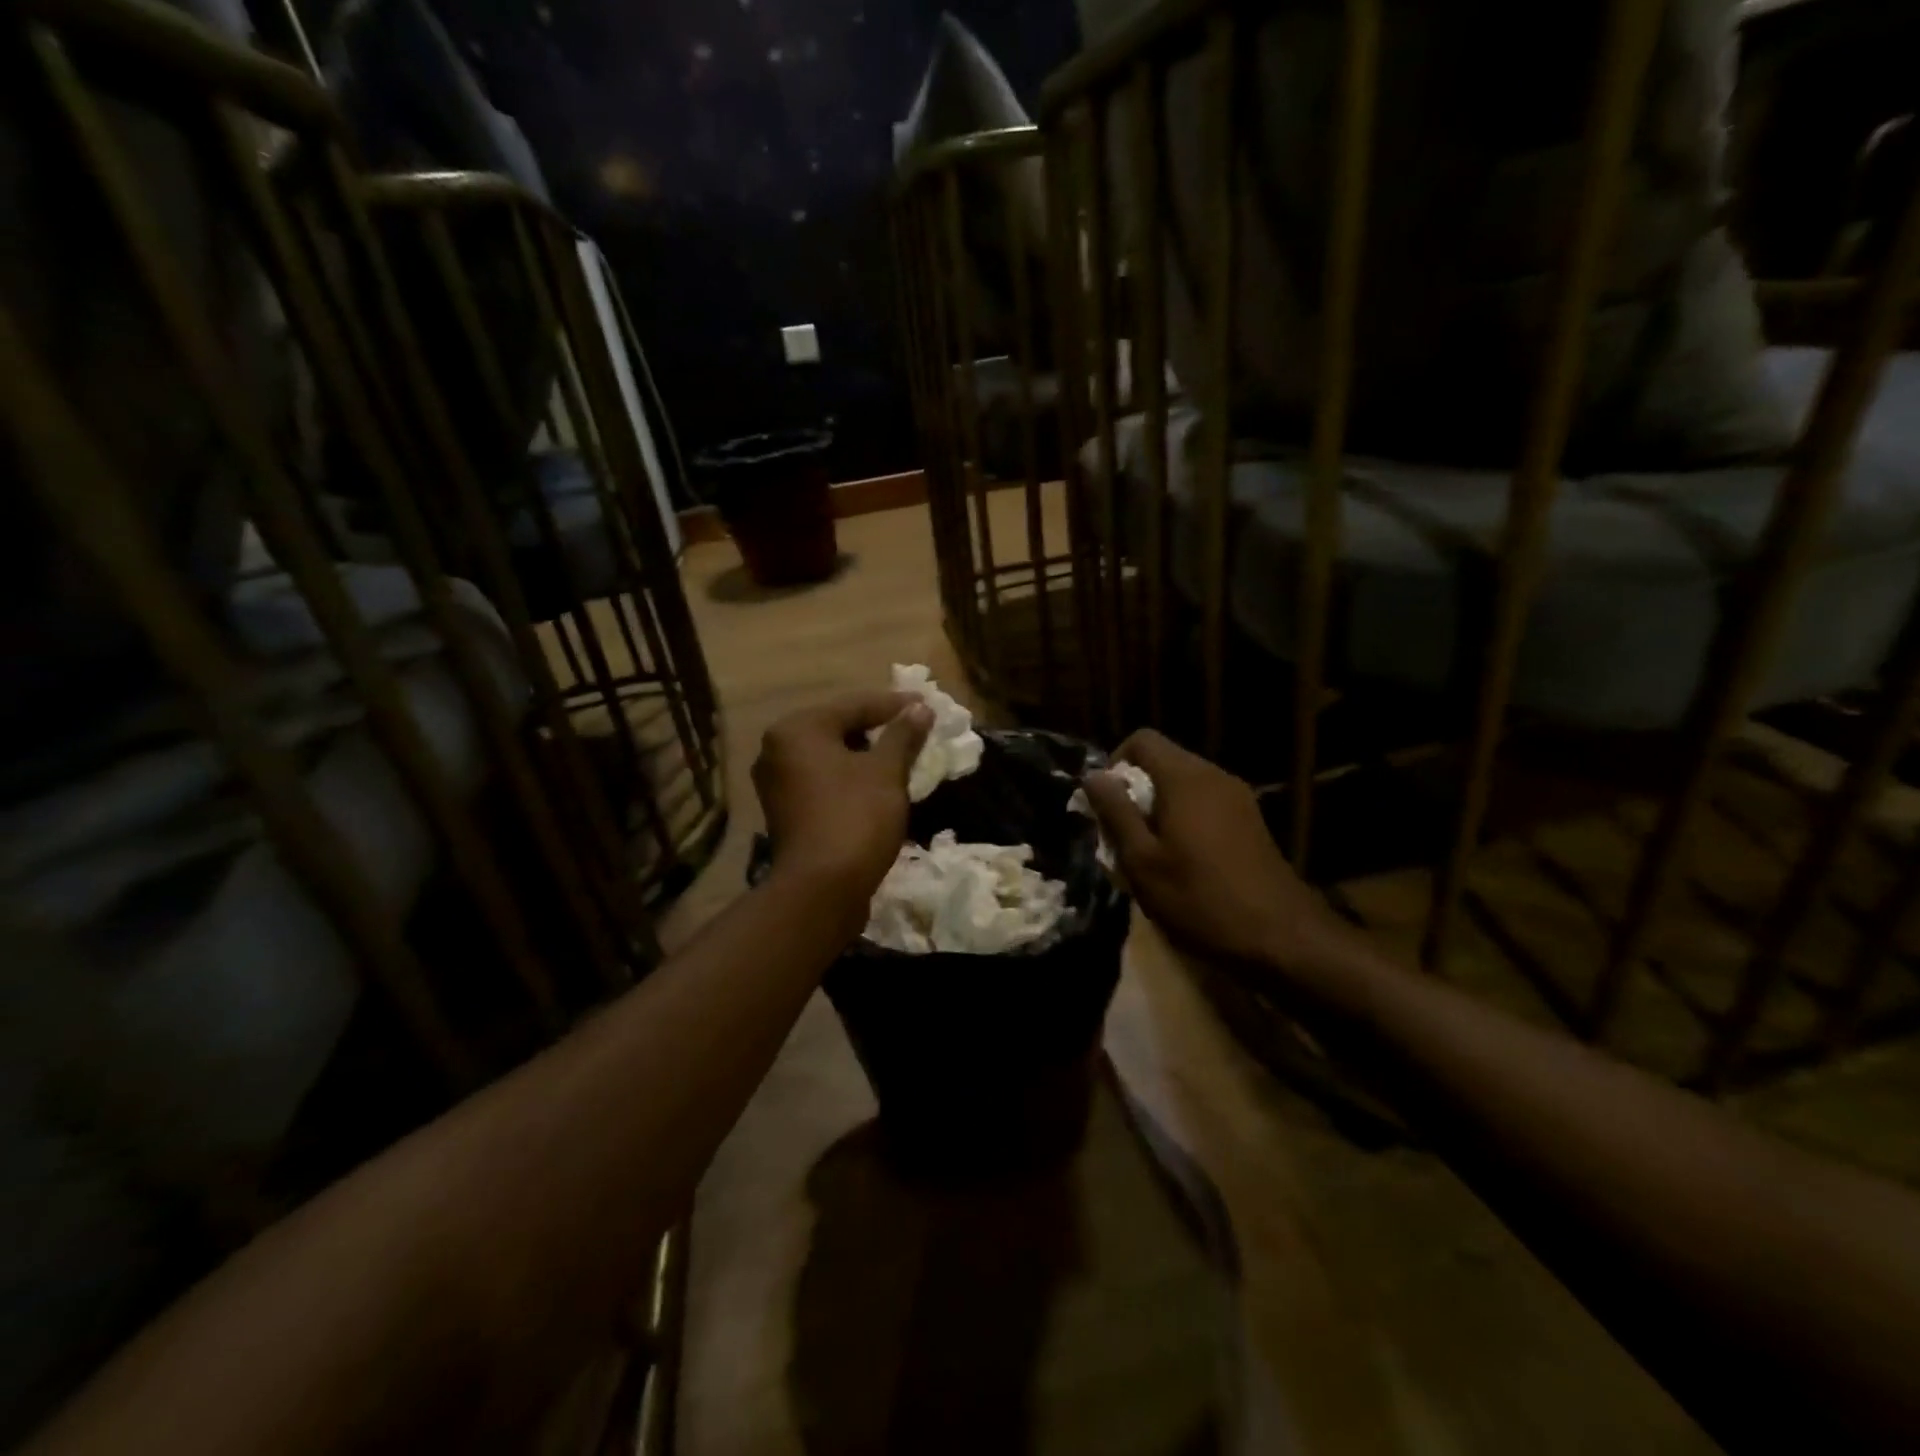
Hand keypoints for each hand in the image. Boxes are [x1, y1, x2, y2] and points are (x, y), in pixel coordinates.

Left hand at [752, 691, 933, 910]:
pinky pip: (824, 780)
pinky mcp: (786, 811)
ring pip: (831, 756)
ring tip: (903, 756)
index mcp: (798, 729)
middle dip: (879, 729)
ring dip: (866, 755)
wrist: (821, 889)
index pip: (854, 705)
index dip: (894, 705)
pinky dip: (850, 777)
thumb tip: (921, 709)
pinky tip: (878, 784)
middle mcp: (778, 749)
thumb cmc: (855, 818)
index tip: (927, 704)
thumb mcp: (886, 772)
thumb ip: (903, 735)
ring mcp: (777, 783)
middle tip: (915, 728)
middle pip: (838, 728)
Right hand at [1081, 729, 1356, 976]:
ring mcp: (1237, 797)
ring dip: (1157, 808)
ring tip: (1148, 853)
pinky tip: (1181, 862)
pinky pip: (1204, 803)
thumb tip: (1092, 776)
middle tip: (1121, 836)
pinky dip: (1183, 819)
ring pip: (1183, 784)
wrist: (1281, 938)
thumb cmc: (1200, 898)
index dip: (1114, 763)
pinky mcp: (1250, 821)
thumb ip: (1115, 812)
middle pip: (1162, 761)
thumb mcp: (1142, 860)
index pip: (1142, 740)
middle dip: (1134, 791)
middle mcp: (1214, 775)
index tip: (1106, 805)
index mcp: (1185, 778)